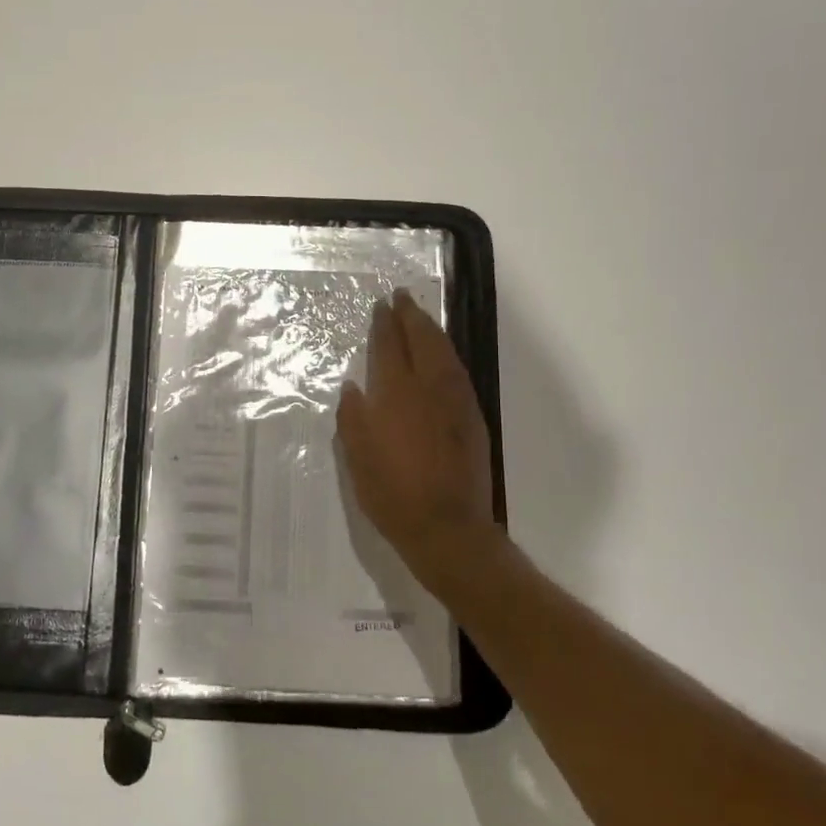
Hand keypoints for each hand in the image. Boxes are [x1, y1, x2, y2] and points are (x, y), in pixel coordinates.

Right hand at [336, 289, 501, 600]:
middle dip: (411, 315)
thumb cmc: (392, 494)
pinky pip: (458, 371)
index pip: (390, 346)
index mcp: (396, 394)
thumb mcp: (357, 458)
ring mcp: (455, 401)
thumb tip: (353, 387)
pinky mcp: (472, 418)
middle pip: (422, 340)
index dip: (385, 324)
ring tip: (421, 317)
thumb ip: (353, 417)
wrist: (448, 528)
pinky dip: (447, 353)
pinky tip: (442, 355)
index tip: (382, 305)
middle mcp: (428, 388)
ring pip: (445, 352)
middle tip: (402, 296)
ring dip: (432, 330)